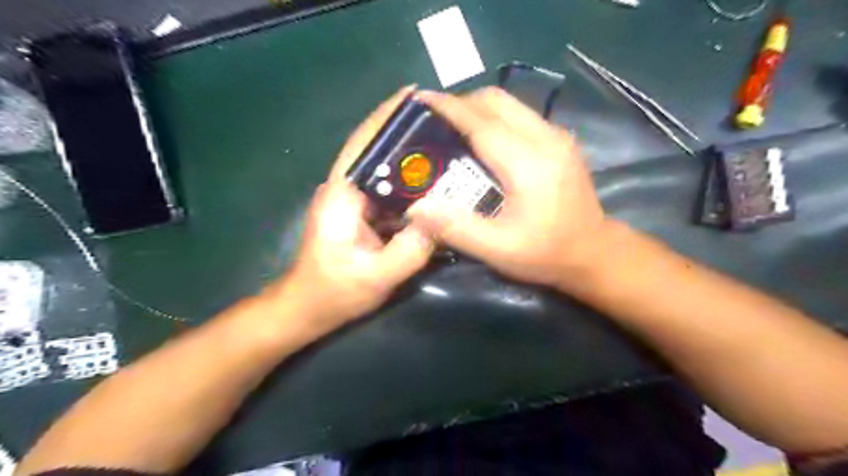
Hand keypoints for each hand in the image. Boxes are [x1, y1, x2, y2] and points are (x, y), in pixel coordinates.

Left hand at [274, 87, 432, 336]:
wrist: (308, 308)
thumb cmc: (335, 293)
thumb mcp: (377, 276)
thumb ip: (412, 249)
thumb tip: (443, 217)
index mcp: (342, 195)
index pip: (363, 145)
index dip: (386, 117)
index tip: (414, 95)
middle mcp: (345, 189)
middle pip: (375, 152)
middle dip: (406, 133)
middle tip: (444, 122)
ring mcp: (353, 201)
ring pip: (384, 171)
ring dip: (410, 159)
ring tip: (445, 147)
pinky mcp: (361, 214)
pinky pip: (389, 192)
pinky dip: (409, 186)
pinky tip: (434, 184)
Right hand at [407, 88, 605, 289]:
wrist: (595, 253)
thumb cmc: (546, 254)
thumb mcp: (498, 250)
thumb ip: (456, 228)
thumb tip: (414, 208)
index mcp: (529, 164)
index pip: (482, 123)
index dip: (448, 108)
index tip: (419, 99)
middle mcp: (546, 139)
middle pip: (497, 101)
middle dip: (461, 103)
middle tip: (434, 122)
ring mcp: (557, 136)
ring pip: (511, 104)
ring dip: (478, 109)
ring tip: (454, 129)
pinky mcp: (561, 141)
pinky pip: (521, 115)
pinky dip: (496, 118)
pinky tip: (484, 141)